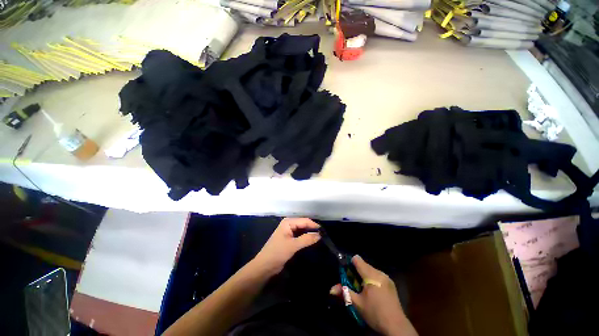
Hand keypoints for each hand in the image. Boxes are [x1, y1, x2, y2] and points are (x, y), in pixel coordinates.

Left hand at [253, 218, 320, 275]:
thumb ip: (307, 239)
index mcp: (288, 222)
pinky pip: (300, 236)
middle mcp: (289, 224)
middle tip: (324, 235)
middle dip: (312, 229)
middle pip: (304, 224)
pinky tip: (312, 241)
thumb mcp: (293, 245)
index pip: (304, 221)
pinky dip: (306, 238)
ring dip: (310, 234)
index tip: (324, 232)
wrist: (265, 266)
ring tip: (321, 238)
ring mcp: (289, 232)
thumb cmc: (277, 253)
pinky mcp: (289, 239)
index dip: (314, 225)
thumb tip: (320, 235)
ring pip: (302, 230)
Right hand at [330, 255, 417, 335]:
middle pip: (364, 265)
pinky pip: (378, 275)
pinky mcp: (391, 283)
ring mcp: (387, 277)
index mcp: (371, 275)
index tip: (347, 272)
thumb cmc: (375, 313)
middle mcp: (379, 272)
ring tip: (362, 288)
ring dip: (365, 275)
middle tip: (353, 283)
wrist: (396, 326)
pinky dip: (372, 279)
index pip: (357, 260)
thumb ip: (344, 293)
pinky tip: (372, 291)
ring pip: (371, 270)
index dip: (350, 263)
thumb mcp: (357, 303)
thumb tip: (331, 289)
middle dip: (357, 271)